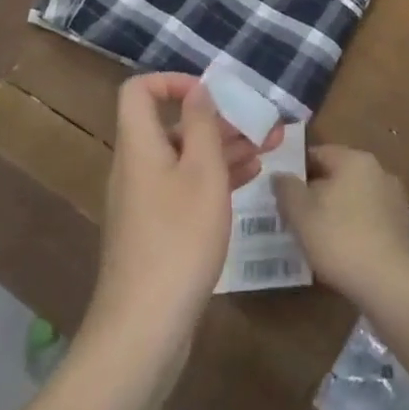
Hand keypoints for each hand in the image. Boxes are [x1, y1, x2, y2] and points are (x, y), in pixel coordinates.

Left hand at [90, 75, 280, 346]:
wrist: (145, 327)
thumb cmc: (179, 239)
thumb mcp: (202, 173)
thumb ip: (202, 126)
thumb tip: (197, 90)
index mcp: (139, 145)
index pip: (139, 91)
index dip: (172, 82)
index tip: (210, 94)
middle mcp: (137, 166)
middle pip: (172, 126)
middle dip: (218, 119)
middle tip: (261, 122)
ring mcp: (146, 200)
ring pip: (185, 158)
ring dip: (225, 148)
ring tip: (271, 146)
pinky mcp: (157, 229)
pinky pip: (186, 187)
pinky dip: (215, 178)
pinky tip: (251, 177)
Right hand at [273, 146, 408, 304]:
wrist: (395, 284)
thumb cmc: (342, 240)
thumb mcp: (301, 214)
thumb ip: (286, 189)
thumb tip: (280, 175)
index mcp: (354, 159)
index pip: (318, 153)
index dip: (296, 170)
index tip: (281, 192)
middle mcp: (379, 171)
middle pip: (338, 176)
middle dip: (317, 193)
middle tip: (295, 216)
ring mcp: (395, 200)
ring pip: (355, 200)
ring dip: (337, 213)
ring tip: (317, 239)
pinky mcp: (404, 229)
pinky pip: (371, 222)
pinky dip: (356, 231)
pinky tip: (344, 255)